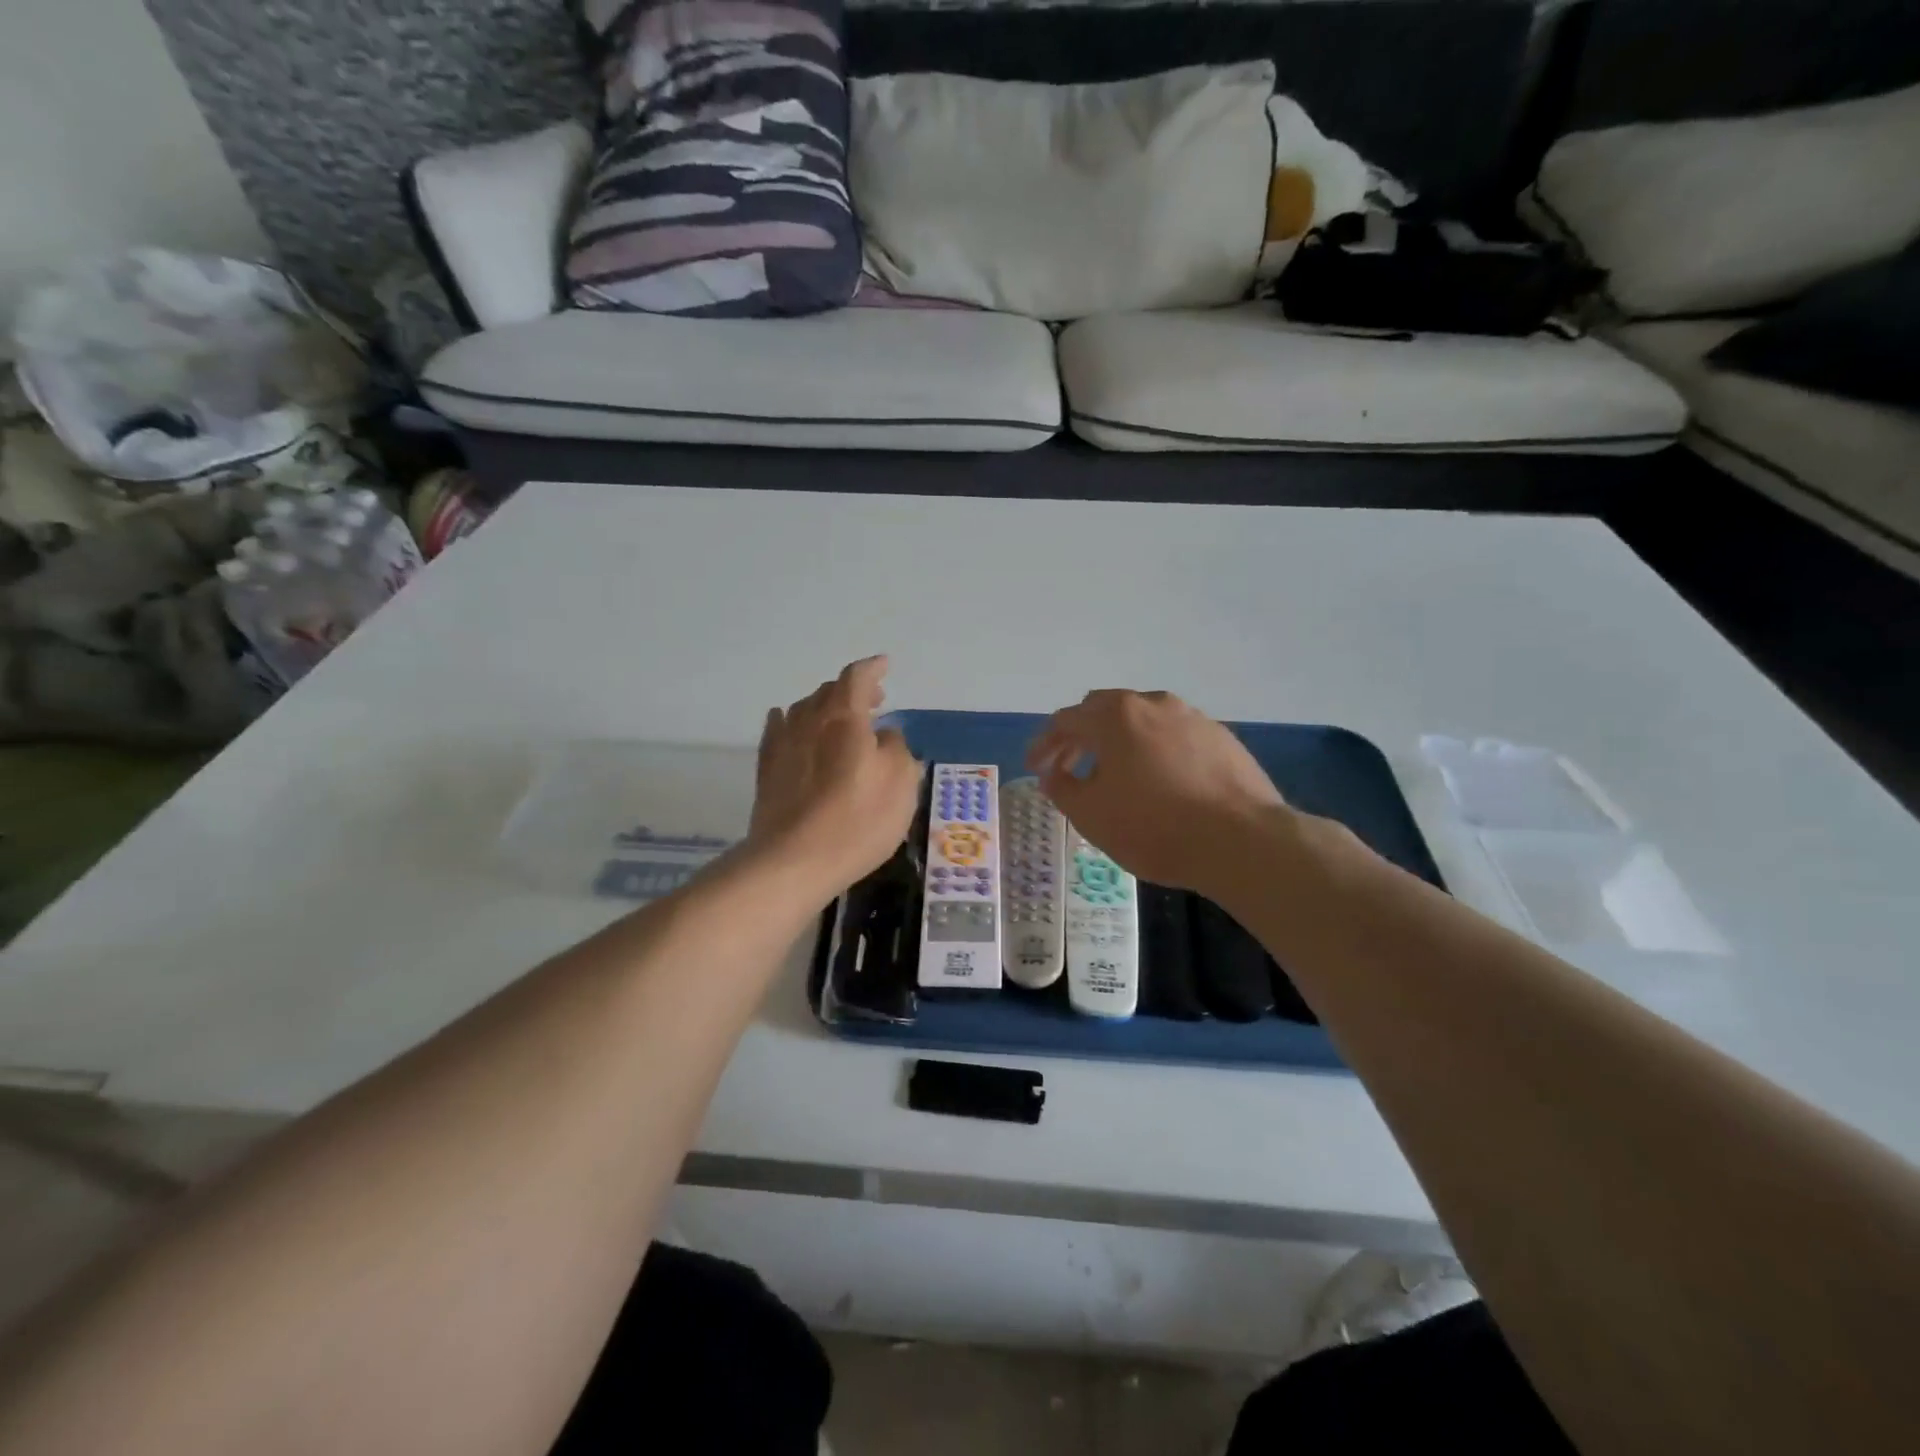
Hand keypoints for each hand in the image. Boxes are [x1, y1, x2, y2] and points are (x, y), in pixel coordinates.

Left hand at [749, 656, 920, 900]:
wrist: (793, 861)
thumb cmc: (857, 821)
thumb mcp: (900, 784)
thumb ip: (896, 749)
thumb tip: (883, 734)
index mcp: (844, 718)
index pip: (856, 677)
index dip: (872, 668)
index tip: (885, 665)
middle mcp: (809, 721)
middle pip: (829, 691)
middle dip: (853, 690)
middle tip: (874, 701)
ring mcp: (783, 744)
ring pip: (804, 709)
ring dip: (825, 707)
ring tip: (840, 720)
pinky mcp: (767, 769)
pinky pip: (779, 730)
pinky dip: (792, 722)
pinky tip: (793, 726)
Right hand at [1027, 690, 1287, 892]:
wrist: (1242, 841)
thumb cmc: (1154, 827)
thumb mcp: (1091, 815)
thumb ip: (1063, 789)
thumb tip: (1053, 775)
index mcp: (1115, 716)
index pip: (1066, 720)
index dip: (1045, 744)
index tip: (1036, 768)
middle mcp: (1152, 704)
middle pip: (1104, 711)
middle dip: (1081, 737)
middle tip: (1069, 767)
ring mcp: (1192, 717)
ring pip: (1142, 720)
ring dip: (1119, 741)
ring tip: (1114, 774)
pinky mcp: (1221, 737)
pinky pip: (1174, 736)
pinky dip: (1153, 751)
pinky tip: (1159, 781)